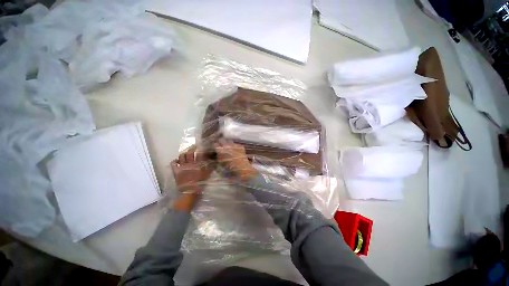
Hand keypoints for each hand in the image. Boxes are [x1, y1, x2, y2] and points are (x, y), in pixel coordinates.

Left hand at [171, 146, 215, 194]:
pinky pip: (173, 163)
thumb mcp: (207, 175)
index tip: (202, 146)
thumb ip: (211, 167)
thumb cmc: (200, 183)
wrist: (189, 193)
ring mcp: (182, 167)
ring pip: (181, 156)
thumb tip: (215, 161)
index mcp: (198, 164)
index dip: (200, 149)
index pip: (199, 153)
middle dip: (191, 148)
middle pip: (189, 152)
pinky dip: (175, 161)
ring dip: (183, 153)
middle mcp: (190, 163)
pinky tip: (177, 160)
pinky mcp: (176, 171)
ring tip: (186, 153)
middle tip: (194, 147)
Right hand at [214, 139, 256, 180]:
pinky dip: (235, 147)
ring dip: (228, 144)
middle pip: (222, 140)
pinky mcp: (240, 146)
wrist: (241, 168)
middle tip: (221, 147)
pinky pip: (236, 144)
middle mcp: (227, 145)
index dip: (215, 146)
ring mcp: (234, 145)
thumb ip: (218, 156)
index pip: (215, 144)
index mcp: (220, 150)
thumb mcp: (220, 162)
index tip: (215, 148)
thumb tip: (217, 153)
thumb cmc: (229, 167)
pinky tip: (236, 150)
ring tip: (228, 148)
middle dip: (221, 143)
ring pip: (229, 141)